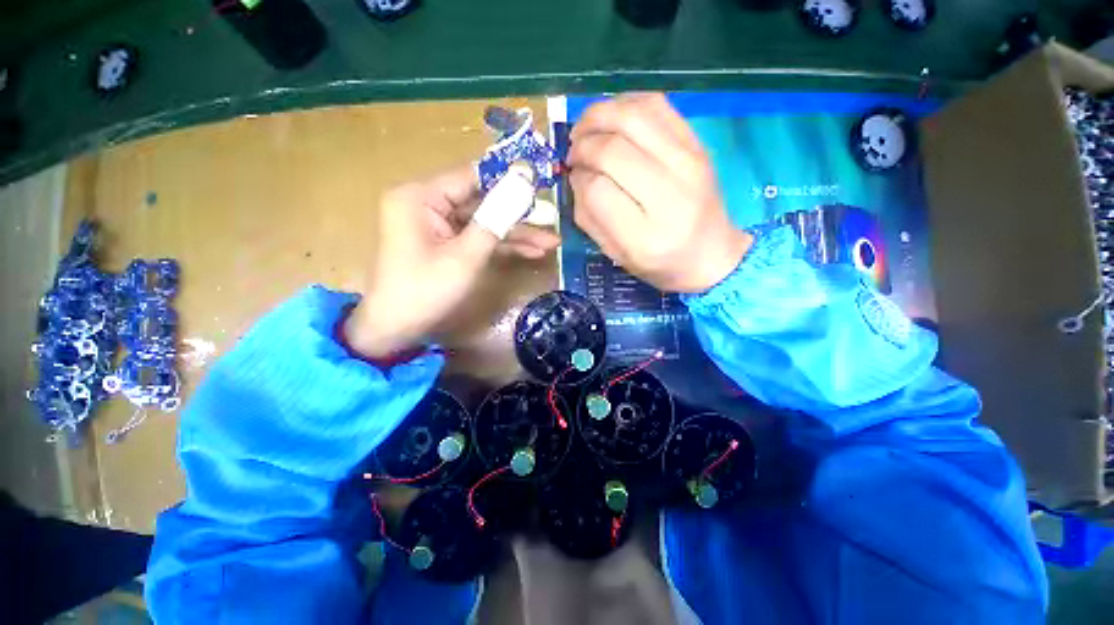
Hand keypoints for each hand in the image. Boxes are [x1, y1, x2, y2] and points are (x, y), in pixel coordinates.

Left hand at [344, 166, 559, 359]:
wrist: (397, 330)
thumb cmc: (426, 291)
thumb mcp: (465, 256)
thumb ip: (495, 220)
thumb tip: (522, 185)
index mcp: (421, 197)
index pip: (472, 177)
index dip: (508, 181)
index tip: (541, 185)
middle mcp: (428, 204)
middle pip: (482, 202)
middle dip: (518, 216)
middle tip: (552, 221)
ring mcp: (438, 225)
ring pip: (484, 222)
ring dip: (516, 234)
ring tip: (551, 242)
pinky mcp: (446, 243)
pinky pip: (478, 237)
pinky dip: (502, 245)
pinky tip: (531, 251)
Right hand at [567, 93, 751, 292]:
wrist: (713, 255)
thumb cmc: (660, 264)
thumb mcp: (616, 255)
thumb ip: (589, 217)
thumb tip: (576, 174)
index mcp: (645, 237)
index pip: (597, 190)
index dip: (578, 178)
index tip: (574, 178)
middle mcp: (670, 195)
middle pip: (612, 149)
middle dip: (582, 144)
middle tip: (573, 153)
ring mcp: (689, 163)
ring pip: (633, 116)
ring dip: (598, 116)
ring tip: (586, 130)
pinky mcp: (698, 144)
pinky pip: (656, 105)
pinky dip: (625, 104)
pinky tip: (612, 119)